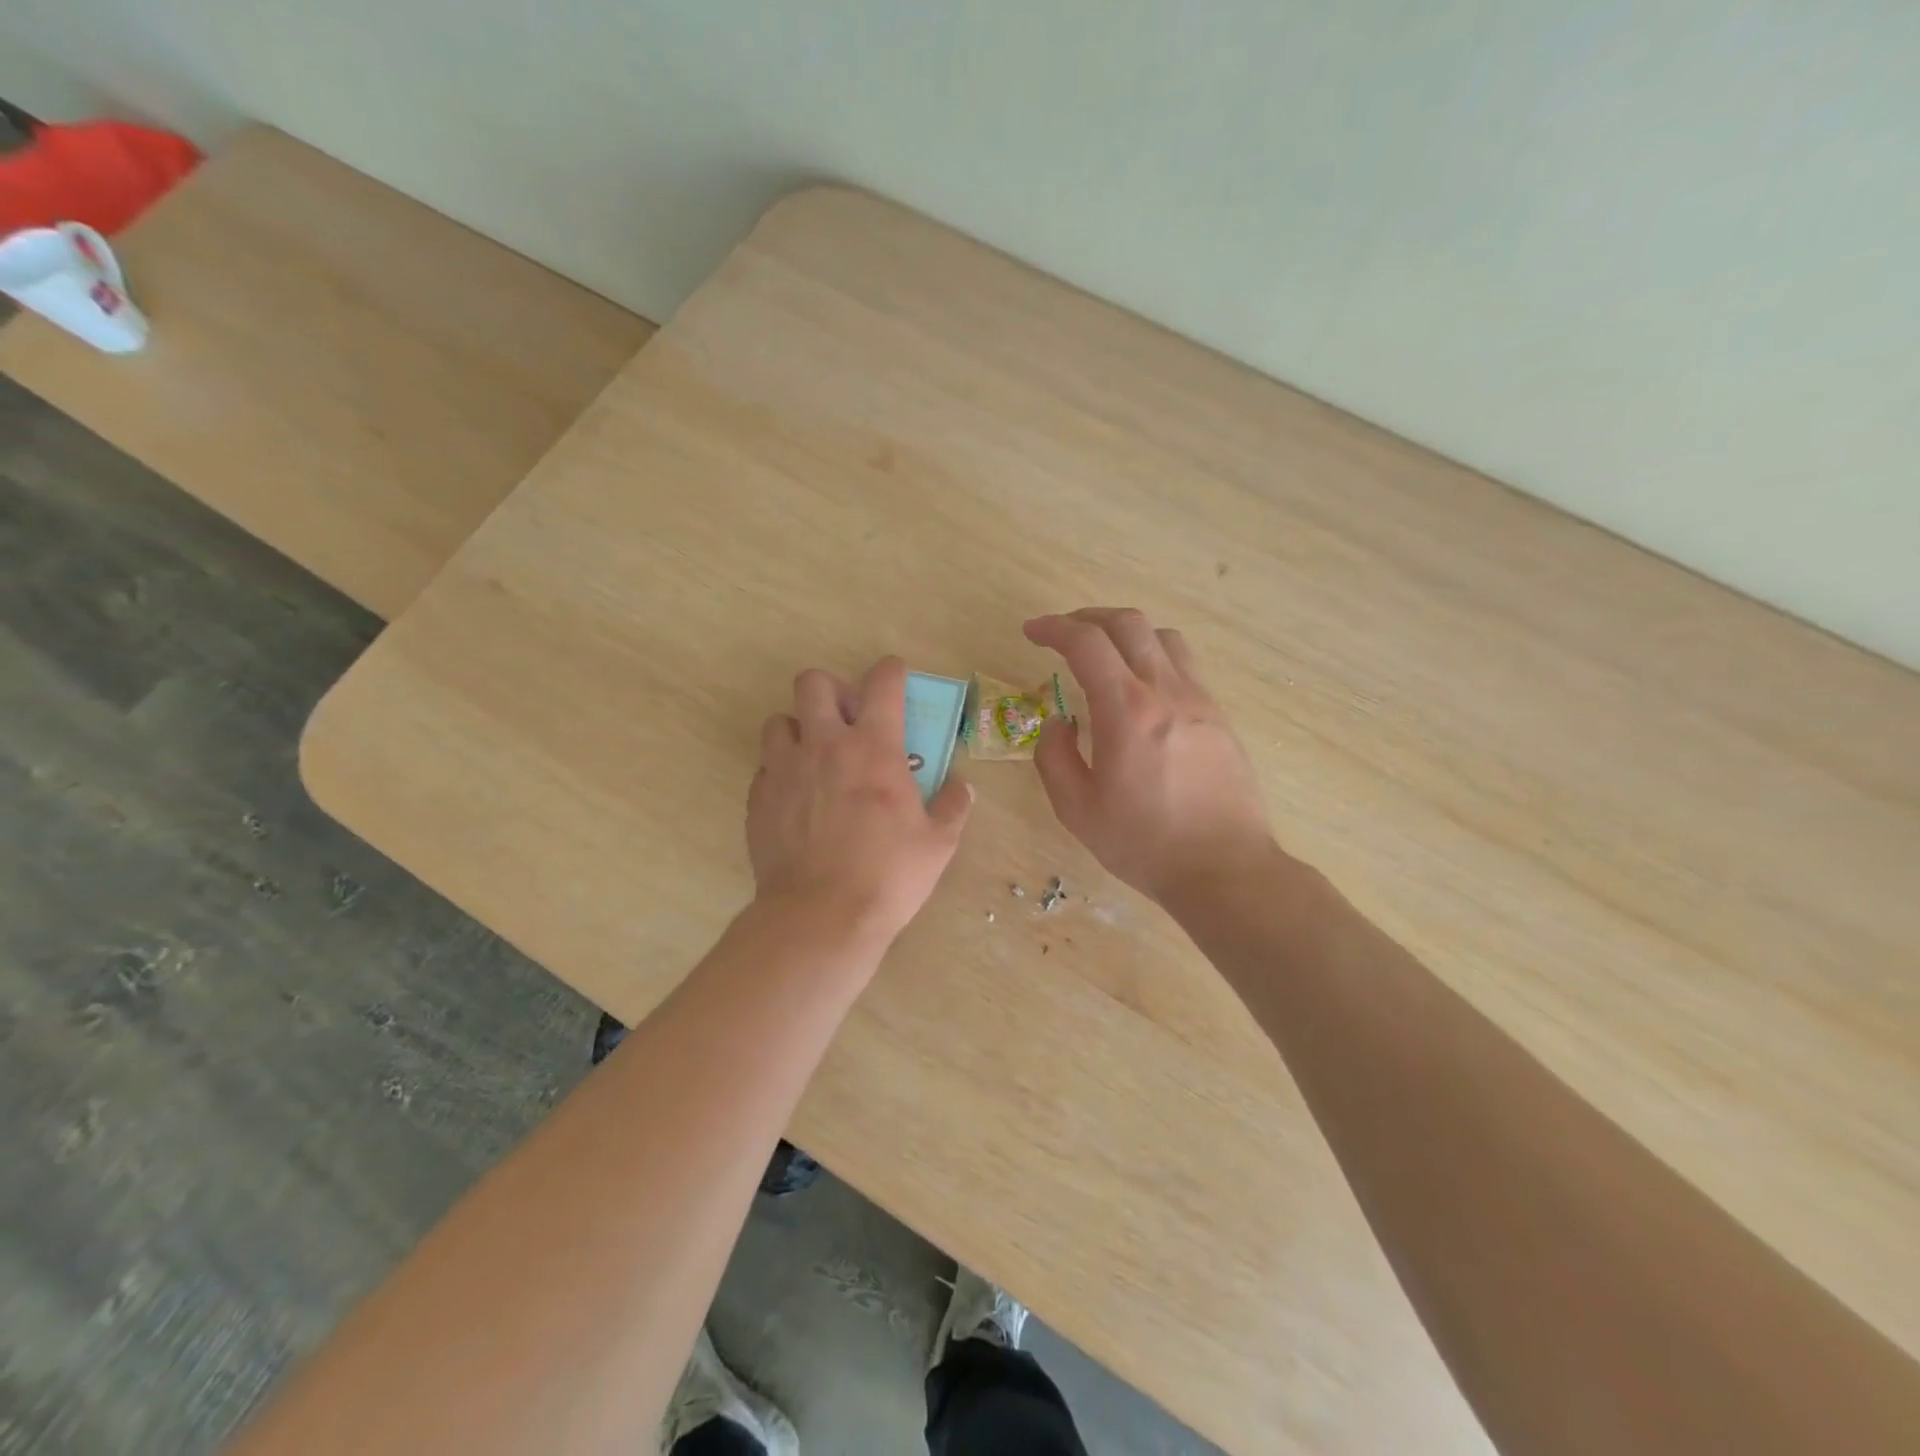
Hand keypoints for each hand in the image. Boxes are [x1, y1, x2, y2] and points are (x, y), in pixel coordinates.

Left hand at [749, 656, 973, 944]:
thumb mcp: (938, 843)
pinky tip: (797, 797)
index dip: (890, 670)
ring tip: (816, 756)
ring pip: (779, 720)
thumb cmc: (888, 875)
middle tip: (848, 720)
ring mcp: (785, 770)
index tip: (895, 676)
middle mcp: (824, 745)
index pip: (881, 682)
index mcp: (873, 747)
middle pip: (813, 683)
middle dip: (833, 690)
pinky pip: (766, 766)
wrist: (821, 916)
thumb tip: (961, 787)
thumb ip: (952, 806)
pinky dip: (782, 770)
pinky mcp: (759, 799)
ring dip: (799, 728)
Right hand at [1025, 608, 1274, 903]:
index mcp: (1127, 710)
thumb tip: (1060, 721)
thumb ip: (1055, 756)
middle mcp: (1166, 691)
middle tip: (1063, 634)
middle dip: (1088, 617)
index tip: (1032, 631)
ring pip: (1163, 637)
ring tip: (1105, 654)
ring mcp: (1199, 700)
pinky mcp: (1218, 717)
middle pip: (1129, 624)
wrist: (1224, 869)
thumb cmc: (1144, 843)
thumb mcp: (1077, 809)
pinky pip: (1184, 666)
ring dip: (1126, 632)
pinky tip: (1141, 690)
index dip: (1054, 628)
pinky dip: (1153, 657)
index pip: (1087, 643)